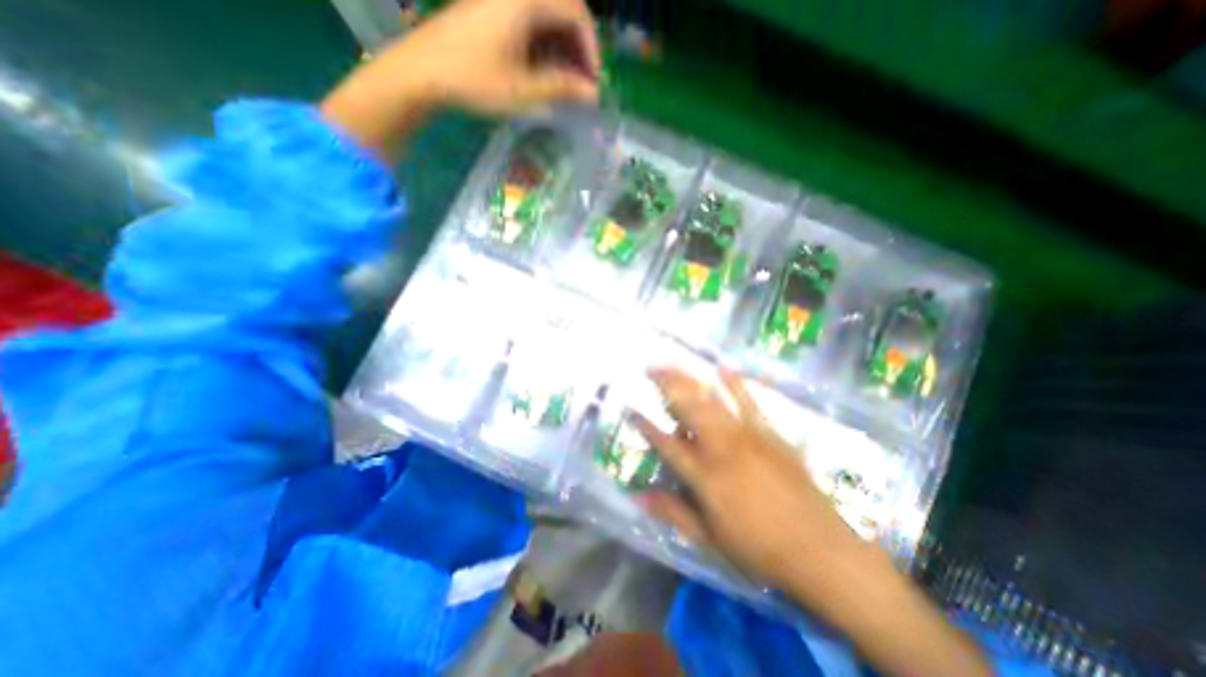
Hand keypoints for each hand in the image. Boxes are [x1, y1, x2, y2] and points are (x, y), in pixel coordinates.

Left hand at [390, 0, 603, 112]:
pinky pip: (528, 20)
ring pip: (546, 16)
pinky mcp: (489, 10)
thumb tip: (591, 94)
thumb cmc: (473, 80)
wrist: (420, 72)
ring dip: (561, 48)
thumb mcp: (522, 90)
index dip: (591, 48)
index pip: (576, 13)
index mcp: (525, 0)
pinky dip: (543, 44)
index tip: (593, 82)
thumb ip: (561, 88)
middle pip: (563, 10)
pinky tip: (542, 69)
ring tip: (564, 82)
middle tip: (581, 84)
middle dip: (578, 48)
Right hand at [632, 365, 856, 593]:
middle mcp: (722, 447)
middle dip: (666, 384)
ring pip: (712, 399)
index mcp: (704, 475)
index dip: (646, 425)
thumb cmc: (760, 549)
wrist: (821, 550)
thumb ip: (673, 513)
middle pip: (688, 408)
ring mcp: (748, 436)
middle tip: (650, 368)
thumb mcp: (710, 539)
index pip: (666, 443)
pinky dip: (735, 383)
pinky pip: (750, 401)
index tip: (632, 407)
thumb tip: (639, 498)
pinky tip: (723, 368)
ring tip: (674, 364)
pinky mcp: (771, 433)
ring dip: (690, 379)